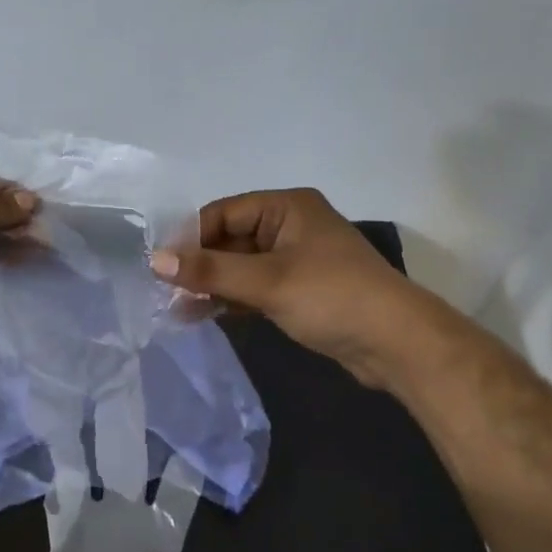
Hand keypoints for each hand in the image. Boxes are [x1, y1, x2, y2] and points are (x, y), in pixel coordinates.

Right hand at [150, 189, 410, 384]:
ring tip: (175, 309)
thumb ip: (209, 270)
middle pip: (229, 239)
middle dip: (198, 265)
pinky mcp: (299, 290)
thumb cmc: (332, 297)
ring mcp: (295, 260)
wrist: (397, 344)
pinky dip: (231, 299)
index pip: (223, 213)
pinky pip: (254, 287)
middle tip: (164, 292)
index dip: (190, 237)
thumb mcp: (266, 281)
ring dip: (211, 286)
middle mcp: (289, 226)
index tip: (159, 266)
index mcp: (286, 207)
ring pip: (240, 266)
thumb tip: (154, 259)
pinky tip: (203, 316)